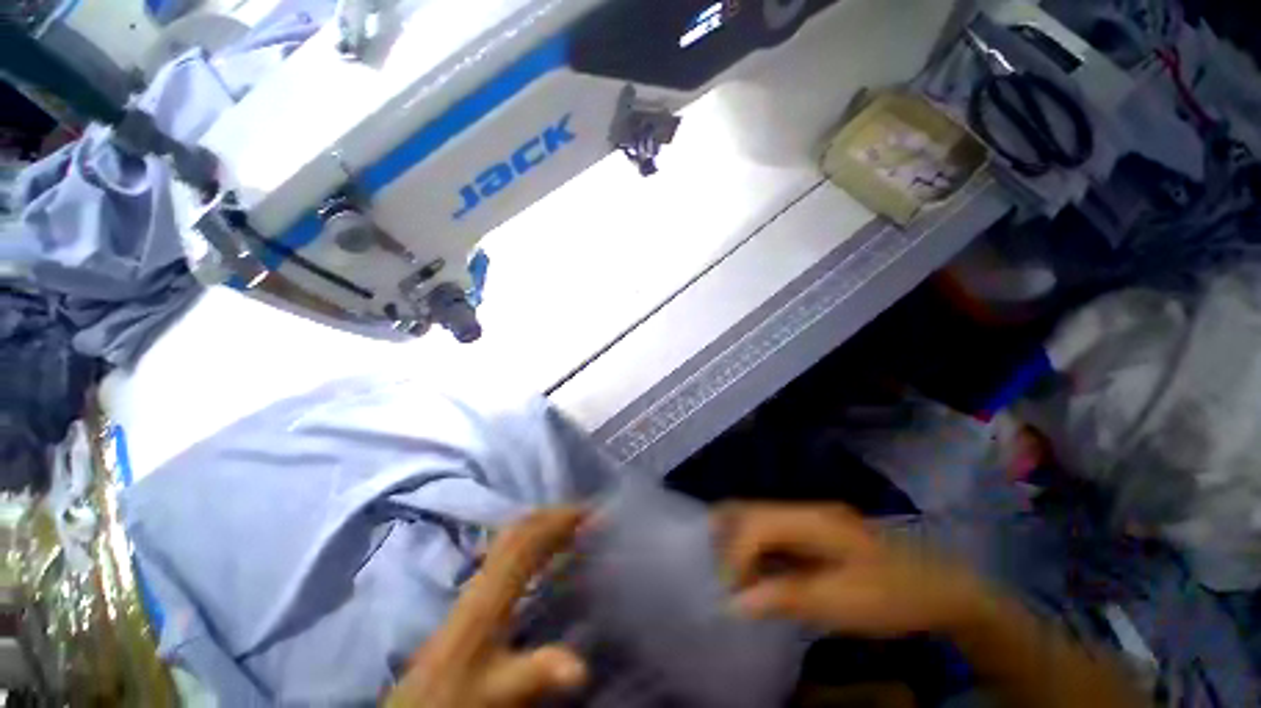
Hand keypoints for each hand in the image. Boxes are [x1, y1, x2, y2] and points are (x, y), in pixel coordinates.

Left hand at [387, 508, 588, 707]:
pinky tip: (542, 550)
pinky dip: (530, 537)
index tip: (591, 512)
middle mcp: (484, 577)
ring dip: (542, 522)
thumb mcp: (501, 690)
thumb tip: (583, 666)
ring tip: (570, 524)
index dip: (559, 521)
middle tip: (586, 513)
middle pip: (518, 530)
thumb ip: (538, 671)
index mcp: (491, 594)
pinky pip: (507, 549)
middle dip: (553, 514)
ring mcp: (477, 582)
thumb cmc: (461, 695)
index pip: (528, 541)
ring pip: (510, 536)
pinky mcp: (475, 592)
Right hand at [717, 503, 990, 638]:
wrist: (939, 586)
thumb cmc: (892, 595)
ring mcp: (806, 517)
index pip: (754, 523)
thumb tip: (733, 603)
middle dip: (727, 543)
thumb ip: (785, 596)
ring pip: (753, 519)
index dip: (735, 556)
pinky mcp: (808, 530)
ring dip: (738, 547)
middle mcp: (802, 508)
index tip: (731, 595)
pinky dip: (754, 553)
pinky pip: (767, 534)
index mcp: (811, 519)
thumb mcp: (842, 603)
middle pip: (746, 510)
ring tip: (737, 583)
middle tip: (725, 582)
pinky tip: (757, 577)